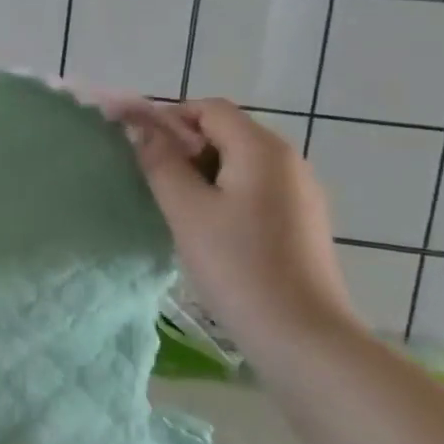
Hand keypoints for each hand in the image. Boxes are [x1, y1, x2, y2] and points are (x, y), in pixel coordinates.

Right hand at [123, 98, 361, 355]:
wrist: (301, 335)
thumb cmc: (237, 265)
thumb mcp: (186, 210)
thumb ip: (160, 162)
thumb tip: (141, 127)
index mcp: (262, 148)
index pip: (208, 108)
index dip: (169, 119)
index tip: (140, 150)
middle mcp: (288, 159)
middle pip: (227, 132)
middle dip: (185, 148)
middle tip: (154, 183)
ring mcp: (301, 191)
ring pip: (240, 163)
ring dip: (203, 174)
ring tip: (178, 210)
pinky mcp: (302, 221)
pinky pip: (256, 189)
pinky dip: (226, 195)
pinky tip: (211, 231)